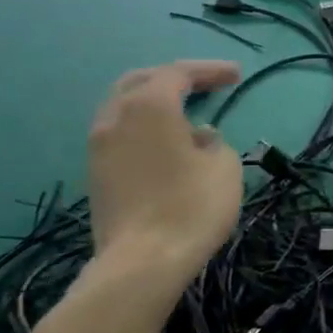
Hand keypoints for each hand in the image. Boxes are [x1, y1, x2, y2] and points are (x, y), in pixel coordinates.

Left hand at [87, 60, 243, 264]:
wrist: (142, 262)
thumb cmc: (192, 206)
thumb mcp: (224, 167)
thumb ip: (214, 142)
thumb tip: (198, 138)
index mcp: (149, 106)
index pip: (179, 73)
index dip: (210, 70)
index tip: (237, 76)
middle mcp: (116, 116)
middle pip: (141, 82)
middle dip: (174, 78)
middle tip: (204, 85)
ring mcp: (99, 146)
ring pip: (124, 107)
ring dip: (154, 103)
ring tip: (184, 113)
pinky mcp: (95, 174)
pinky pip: (120, 134)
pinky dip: (143, 127)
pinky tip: (165, 143)